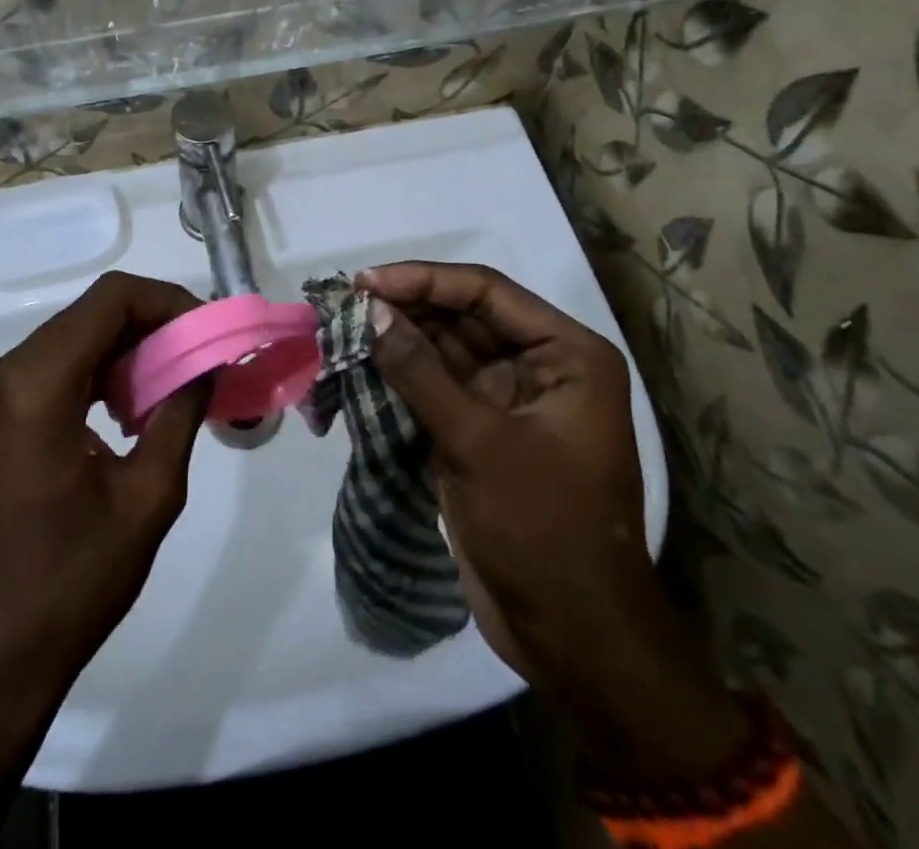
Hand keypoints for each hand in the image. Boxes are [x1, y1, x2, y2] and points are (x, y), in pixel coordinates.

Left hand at [0, 272, 204, 848]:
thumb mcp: (148, 498)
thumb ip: (180, 413)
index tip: (206, 332)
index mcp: (36, 386)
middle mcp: (4, 374)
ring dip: (126, 348)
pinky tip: (128, 409)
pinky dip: (98, 371)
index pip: (110, 299)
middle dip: (151, 325)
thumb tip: (205, 365)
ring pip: (74, 337)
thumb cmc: (71, 584)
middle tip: (199, 357)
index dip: (167, 301)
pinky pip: (54, 367)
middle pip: (90, 314)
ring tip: (172, 384)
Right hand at [361, 262, 747, 778]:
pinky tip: (362, 364)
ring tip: (345, 326)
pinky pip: (437, 387)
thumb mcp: (478, 443)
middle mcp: (543, 366)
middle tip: (346, 302)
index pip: (487, 292)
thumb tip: (372, 311)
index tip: (367, 282)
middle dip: (407, 308)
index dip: (425, 280)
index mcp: (567, 355)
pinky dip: (401, 376)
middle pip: (465, 316)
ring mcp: (511, 400)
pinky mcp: (483, 431)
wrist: (572, 638)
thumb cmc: (541, 529)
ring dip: (399, 339)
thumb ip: (420, 372)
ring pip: (446, 350)